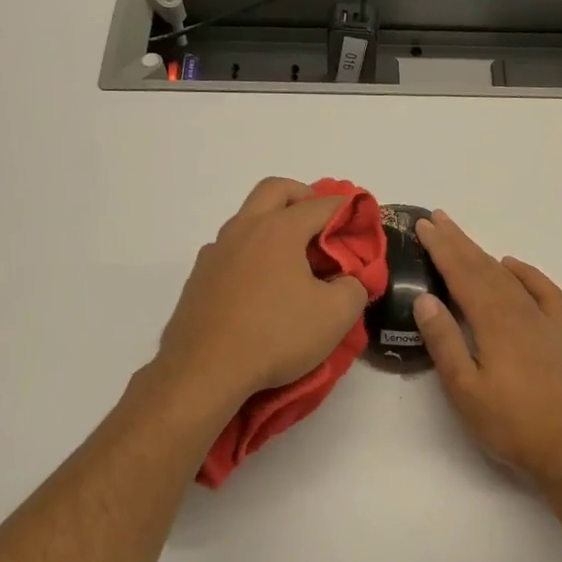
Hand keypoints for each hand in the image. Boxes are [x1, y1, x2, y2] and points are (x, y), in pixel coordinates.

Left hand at [153, 178, 369, 409]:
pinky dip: (253, 255)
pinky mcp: (199, 278)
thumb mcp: (336, 315)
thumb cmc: (275, 336)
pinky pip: (231, 251)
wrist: (204, 372)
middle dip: (304, 197)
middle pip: (276, 190)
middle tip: (322, 224)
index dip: (347, 211)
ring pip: (248, 219)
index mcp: (278, 229)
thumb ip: (355, 287)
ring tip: (295, 261)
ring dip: (274, 226)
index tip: (362, 224)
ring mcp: (215, 252)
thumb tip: (349, 279)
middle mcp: (243, 229)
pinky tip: (262, 289)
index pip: (321, 205)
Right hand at [411, 211, 561, 486]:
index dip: (442, 248)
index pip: (462, 275)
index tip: (424, 225)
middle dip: (458, 242)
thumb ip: (445, 342)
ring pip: (508, 277)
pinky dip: (527, 274)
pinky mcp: (559, 334)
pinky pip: (544, 292)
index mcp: (494, 323)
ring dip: (484, 254)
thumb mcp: (465, 389)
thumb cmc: (508, 424)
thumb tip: (425, 299)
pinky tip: (512, 266)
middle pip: (484, 268)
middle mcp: (519, 312)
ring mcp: (543, 322)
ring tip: (463, 238)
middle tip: (437, 219)